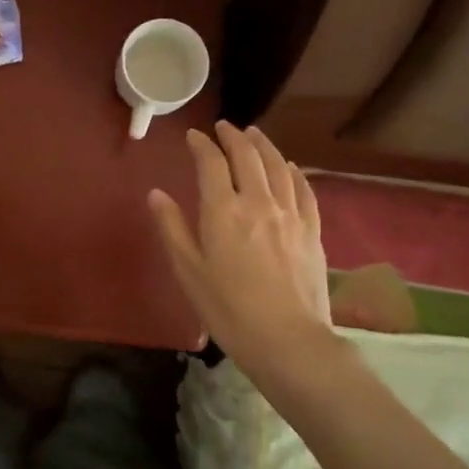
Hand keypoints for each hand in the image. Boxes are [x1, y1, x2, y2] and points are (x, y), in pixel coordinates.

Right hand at [149, 120, 331, 371]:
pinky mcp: (312, 230)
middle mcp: (258, 202)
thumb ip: (172, 228)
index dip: (201, 145)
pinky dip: (294, 172)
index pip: (211, 163)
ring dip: (264, 145)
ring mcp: (290, 214)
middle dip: (233, 136)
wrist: (288, 341)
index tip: (194, 136)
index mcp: (223, 210)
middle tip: (224, 127)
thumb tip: (156, 193)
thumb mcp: (189, 271)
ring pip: (278, 166)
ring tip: (254, 134)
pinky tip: (290, 167)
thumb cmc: (228, 310)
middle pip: (247, 156)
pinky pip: (304, 190)